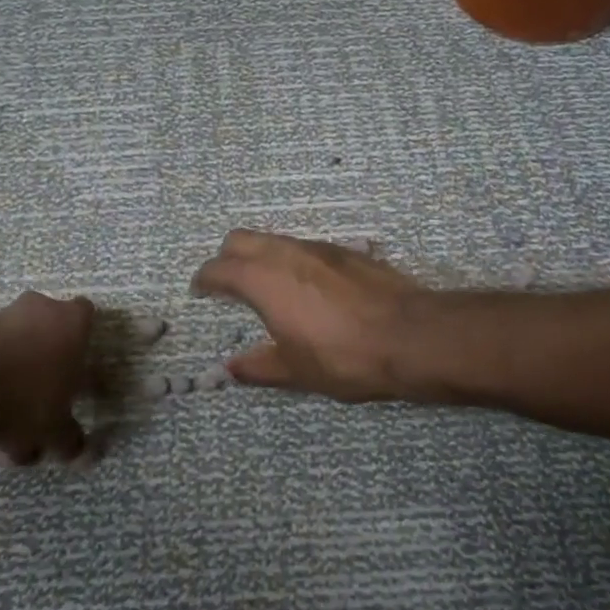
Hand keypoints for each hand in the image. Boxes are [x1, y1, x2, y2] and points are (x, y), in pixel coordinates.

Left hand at [0, 291, 97, 462]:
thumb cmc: (25, 399)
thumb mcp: (55, 431)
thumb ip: (71, 440)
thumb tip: (81, 451)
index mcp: (74, 322)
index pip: (87, 317)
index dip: (83, 342)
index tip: (77, 370)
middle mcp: (43, 307)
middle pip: (50, 330)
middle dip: (47, 361)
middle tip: (44, 398)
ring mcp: (5, 314)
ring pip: (18, 343)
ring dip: (16, 372)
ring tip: (8, 421)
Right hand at [190, 230, 431, 402]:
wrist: (410, 335)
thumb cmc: (344, 356)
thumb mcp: (296, 370)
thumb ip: (259, 366)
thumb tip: (231, 368)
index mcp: (263, 280)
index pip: (219, 268)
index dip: (204, 279)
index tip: (200, 290)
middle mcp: (285, 253)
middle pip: (241, 239)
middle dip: (227, 257)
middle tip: (228, 284)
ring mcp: (317, 247)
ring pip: (275, 239)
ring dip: (261, 256)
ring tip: (267, 286)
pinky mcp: (345, 250)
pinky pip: (304, 247)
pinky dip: (292, 260)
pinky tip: (307, 287)